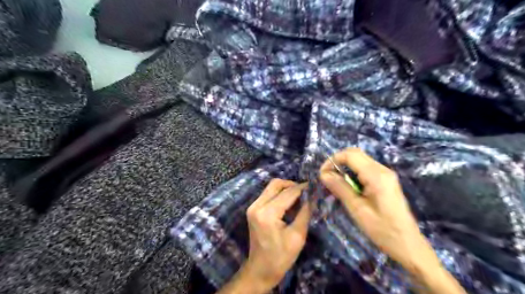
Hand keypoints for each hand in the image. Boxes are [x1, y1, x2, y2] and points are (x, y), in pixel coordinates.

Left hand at [230, 180, 310, 291]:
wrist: (260, 270)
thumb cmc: (281, 257)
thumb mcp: (297, 236)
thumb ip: (305, 212)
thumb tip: (314, 196)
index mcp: (267, 213)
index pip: (288, 193)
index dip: (303, 188)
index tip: (315, 186)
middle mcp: (257, 205)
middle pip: (276, 184)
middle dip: (293, 185)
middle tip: (307, 193)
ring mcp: (253, 206)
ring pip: (272, 187)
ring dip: (286, 189)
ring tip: (300, 199)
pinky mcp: (253, 209)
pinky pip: (268, 194)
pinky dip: (280, 195)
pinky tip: (290, 204)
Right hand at [318, 149, 465, 292]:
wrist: (408, 244)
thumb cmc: (382, 229)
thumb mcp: (357, 209)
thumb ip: (340, 188)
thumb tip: (323, 174)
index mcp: (376, 175)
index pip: (350, 155)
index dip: (333, 160)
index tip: (322, 174)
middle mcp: (382, 170)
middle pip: (356, 153)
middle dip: (338, 161)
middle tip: (327, 176)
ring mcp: (386, 174)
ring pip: (360, 160)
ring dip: (345, 167)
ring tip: (335, 182)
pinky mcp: (386, 180)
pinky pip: (366, 168)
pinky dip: (353, 172)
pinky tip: (349, 186)